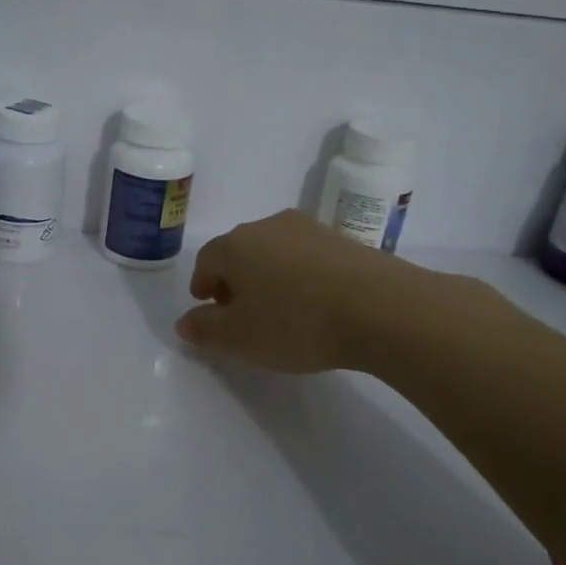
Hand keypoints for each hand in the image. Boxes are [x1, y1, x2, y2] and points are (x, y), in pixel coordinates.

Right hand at [176, 209, 494, 373]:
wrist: (380, 307)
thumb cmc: (296, 323)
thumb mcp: (239, 338)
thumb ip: (205, 330)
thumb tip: (184, 322)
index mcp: (234, 245)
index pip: (206, 261)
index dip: (203, 286)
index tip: (210, 310)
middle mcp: (267, 226)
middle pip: (239, 251)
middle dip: (234, 280)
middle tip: (241, 312)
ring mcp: (308, 229)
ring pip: (274, 251)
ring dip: (269, 275)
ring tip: (280, 309)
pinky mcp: (342, 238)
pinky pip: (307, 256)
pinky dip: (300, 276)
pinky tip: (315, 303)